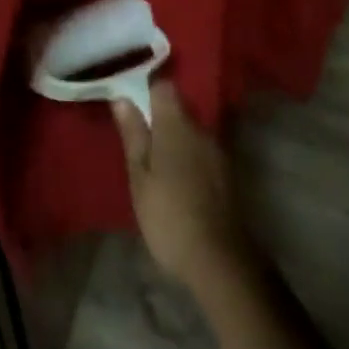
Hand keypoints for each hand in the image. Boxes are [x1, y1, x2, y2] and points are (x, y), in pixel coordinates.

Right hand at [113, 82, 255, 290]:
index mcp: (176, 124)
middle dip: (159, 116)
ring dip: (174, 138)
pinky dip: (188, 156)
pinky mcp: (226, 173)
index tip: (130, 102)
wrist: (220, 261)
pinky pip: (201, 150)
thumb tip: (122, 98)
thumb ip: (133, 134)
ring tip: (156, 159)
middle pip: (178, 107)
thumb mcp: (140, 177)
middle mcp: (200, 129)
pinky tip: (177, 177)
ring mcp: (217, 151)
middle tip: (138, 135)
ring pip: (190, 130)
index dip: (146, 88)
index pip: (163, 86)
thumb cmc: (169, 215)